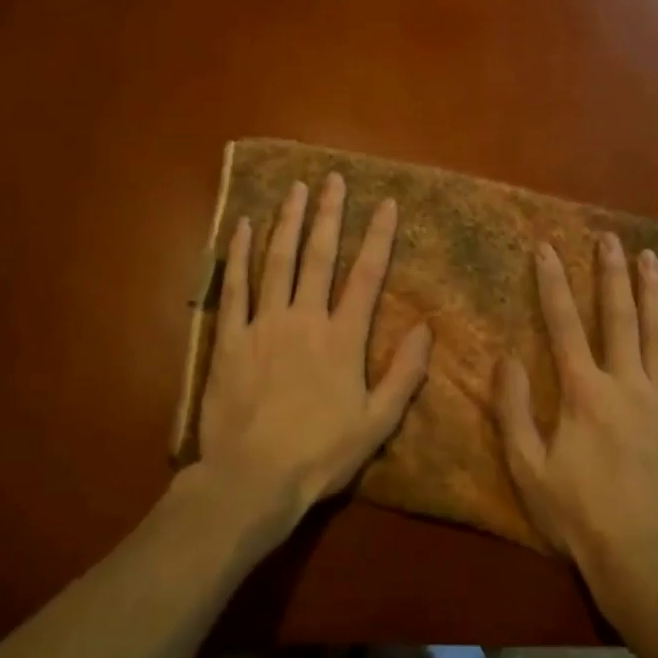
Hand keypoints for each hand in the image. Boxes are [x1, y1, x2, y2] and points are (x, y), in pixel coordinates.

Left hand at [195, 173, 432, 535]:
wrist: (252, 478)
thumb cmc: (320, 454)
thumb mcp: (378, 422)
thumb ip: (405, 373)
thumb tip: (428, 327)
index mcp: (343, 338)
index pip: (366, 276)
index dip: (379, 237)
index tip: (386, 203)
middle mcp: (304, 318)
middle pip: (319, 256)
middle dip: (329, 214)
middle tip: (333, 179)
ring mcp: (264, 324)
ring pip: (277, 261)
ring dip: (287, 221)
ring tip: (295, 189)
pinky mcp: (230, 338)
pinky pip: (234, 287)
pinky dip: (237, 254)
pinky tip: (240, 226)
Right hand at [493, 232, 657, 617]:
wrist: (643, 560)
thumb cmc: (578, 515)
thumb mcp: (527, 468)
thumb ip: (512, 410)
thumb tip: (507, 357)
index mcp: (584, 392)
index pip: (564, 324)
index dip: (552, 283)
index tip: (547, 247)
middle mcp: (627, 383)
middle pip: (618, 317)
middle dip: (610, 273)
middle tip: (609, 237)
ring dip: (653, 292)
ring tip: (649, 256)